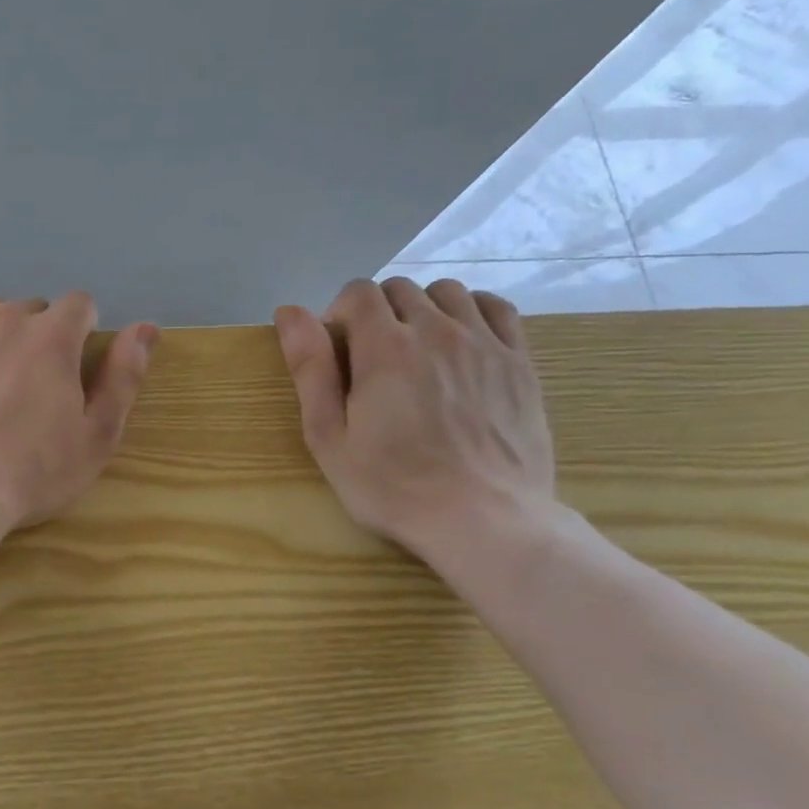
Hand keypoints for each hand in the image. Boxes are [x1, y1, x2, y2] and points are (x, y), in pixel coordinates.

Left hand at [0, 294, 159, 533]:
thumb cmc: (30, 472)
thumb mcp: (96, 436)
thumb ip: (124, 376)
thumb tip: (146, 328)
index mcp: (53, 335)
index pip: (79, 305)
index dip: (80, 334)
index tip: (68, 370)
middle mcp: (6, 316)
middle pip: (32, 311)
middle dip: (37, 339)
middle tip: (24, 392)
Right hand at [274, 277, 557, 562]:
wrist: (483, 519)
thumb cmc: (391, 485)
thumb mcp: (328, 436)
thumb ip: (309, 368)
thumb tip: (288, 312)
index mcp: (385, 348)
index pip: (357, 292)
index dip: (339, 315)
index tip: (338, 353)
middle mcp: (436, 331)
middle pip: (399, 289)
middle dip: (377, 313)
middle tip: (372, 359)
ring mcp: (484, 343)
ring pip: (446, 292)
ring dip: (422, 309)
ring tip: (416, 349)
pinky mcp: (519, 361)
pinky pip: (494, 308)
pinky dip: (470, 312)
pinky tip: (459, 340)